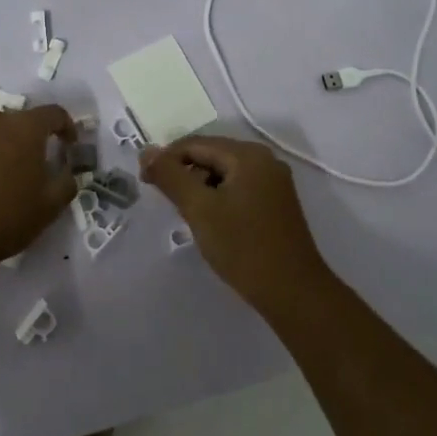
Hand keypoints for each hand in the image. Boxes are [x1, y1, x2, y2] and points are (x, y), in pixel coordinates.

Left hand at [0, 106, 77, 271]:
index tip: (68, 146)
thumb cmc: (6, 218)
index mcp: (24, 128)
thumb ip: (66, 181)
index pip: (54, 114)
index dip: (66, 127)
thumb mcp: (50, 206)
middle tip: (30, 167)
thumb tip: (66, 170)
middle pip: (18, 121)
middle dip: (28, 139)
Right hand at [139, 135, 332, 307]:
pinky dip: (217, 197)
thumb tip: (146, 151)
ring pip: (224, 173)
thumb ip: (171, 176)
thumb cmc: (242, 247)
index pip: (195, 144)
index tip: (145, 182)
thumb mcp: (199, 209)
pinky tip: (209, 220)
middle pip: (211, 154)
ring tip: (185, 212)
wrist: (292, 291)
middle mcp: (264, 160)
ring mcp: (273, 182)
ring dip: (199, 186)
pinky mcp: (276, 203)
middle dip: (183, 173)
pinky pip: (237, 188)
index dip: (166, 159)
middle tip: (163, 199)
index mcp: (248, 155)